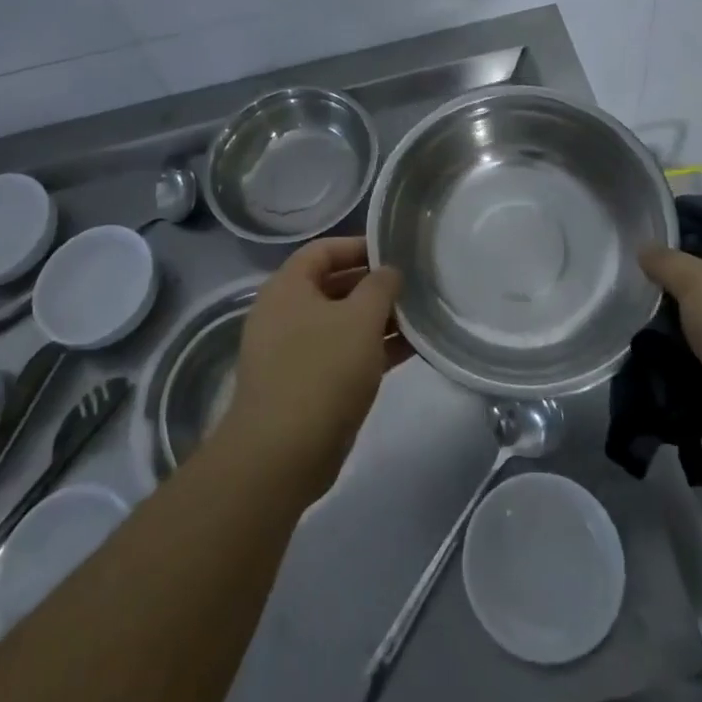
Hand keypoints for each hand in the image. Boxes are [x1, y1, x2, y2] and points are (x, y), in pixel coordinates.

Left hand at [220, 236, 403, 501]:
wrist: (281, 455)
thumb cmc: (322, 370)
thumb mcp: (361, 318)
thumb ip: (380, 286)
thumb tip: (389, 272)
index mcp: (288, 287)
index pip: (324, 250)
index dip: (360, 246)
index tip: (395, 252)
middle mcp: (285, 313)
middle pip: (334, 286)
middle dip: (374, 286)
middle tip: (412, 286)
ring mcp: (293, 351)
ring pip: (341, 323)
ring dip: (378, 320)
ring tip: (419, 317)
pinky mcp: (305, 385)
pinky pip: (342, 354)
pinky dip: (372, 349)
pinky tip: (410, 350)